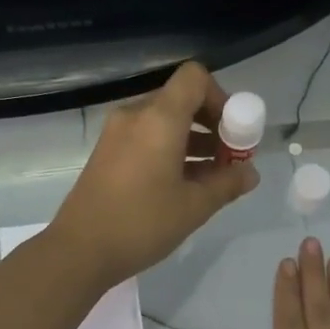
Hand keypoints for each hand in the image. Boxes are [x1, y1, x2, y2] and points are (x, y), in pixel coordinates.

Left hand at [50, 62, 259, 288]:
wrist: (79, 250)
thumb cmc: (142, 223)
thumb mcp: (194, 206)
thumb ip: (227, 183)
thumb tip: (250, 173)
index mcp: (159, 118)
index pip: (195, 78)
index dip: (221, 98)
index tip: (233, 133)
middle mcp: (135, 116)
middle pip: (181, 100)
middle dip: (211, 123)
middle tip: (228, 159)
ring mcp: (117, 134)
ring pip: (164, 121)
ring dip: (192, 140)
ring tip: (212, 177)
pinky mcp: (107, 153)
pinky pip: (146, 138)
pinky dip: (169, 150)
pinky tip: (183, 185)